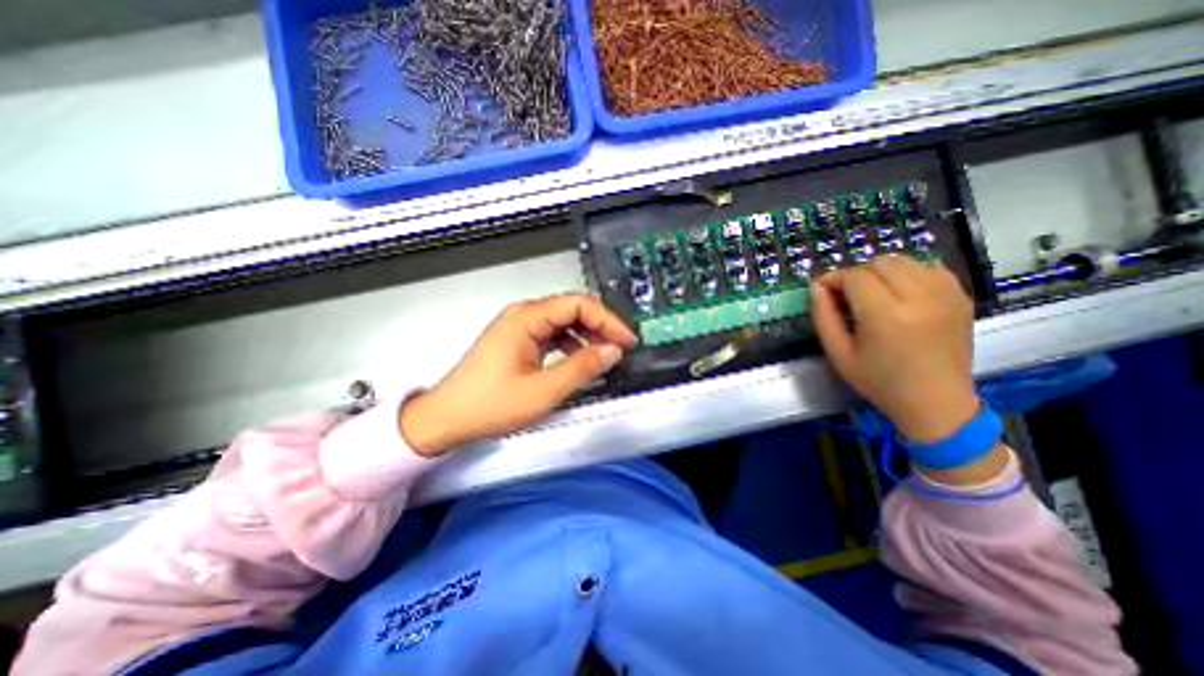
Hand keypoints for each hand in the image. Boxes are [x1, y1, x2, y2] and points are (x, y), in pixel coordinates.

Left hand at [398, 292, 639, 455]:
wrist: (447, 419)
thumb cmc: (488, 405)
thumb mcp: (544, 390)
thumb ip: (583, 368)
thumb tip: (611, 351)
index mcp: (526, 318)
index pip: (579, 304)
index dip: (608, 320)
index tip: (625, 339)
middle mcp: (523, 316)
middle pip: (572, 310)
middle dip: (600, 327)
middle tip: (619, 347)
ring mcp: (520, 329)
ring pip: (564, 323)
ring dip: (587, 336)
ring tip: (604, 355)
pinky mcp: (518, 342)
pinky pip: (553, 336)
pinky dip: (572, 346)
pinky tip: (579, 361)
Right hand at [808, 253, 977, 443]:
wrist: (936, 402)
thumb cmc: (879, 381)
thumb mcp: (838, 354)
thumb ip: (823, 317)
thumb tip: (817, 287)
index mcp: (886, 315)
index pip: (855, 277)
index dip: (833, 279)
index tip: (822, 290)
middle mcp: (920, 298)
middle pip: (880, 263)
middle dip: (857, 274)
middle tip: (847, 296)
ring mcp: (946, 295)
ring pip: (906, 261)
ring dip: (882, 271)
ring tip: (873, 294)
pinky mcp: (962, 297)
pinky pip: (930, 268)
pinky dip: (910, 273)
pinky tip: (901, 293)